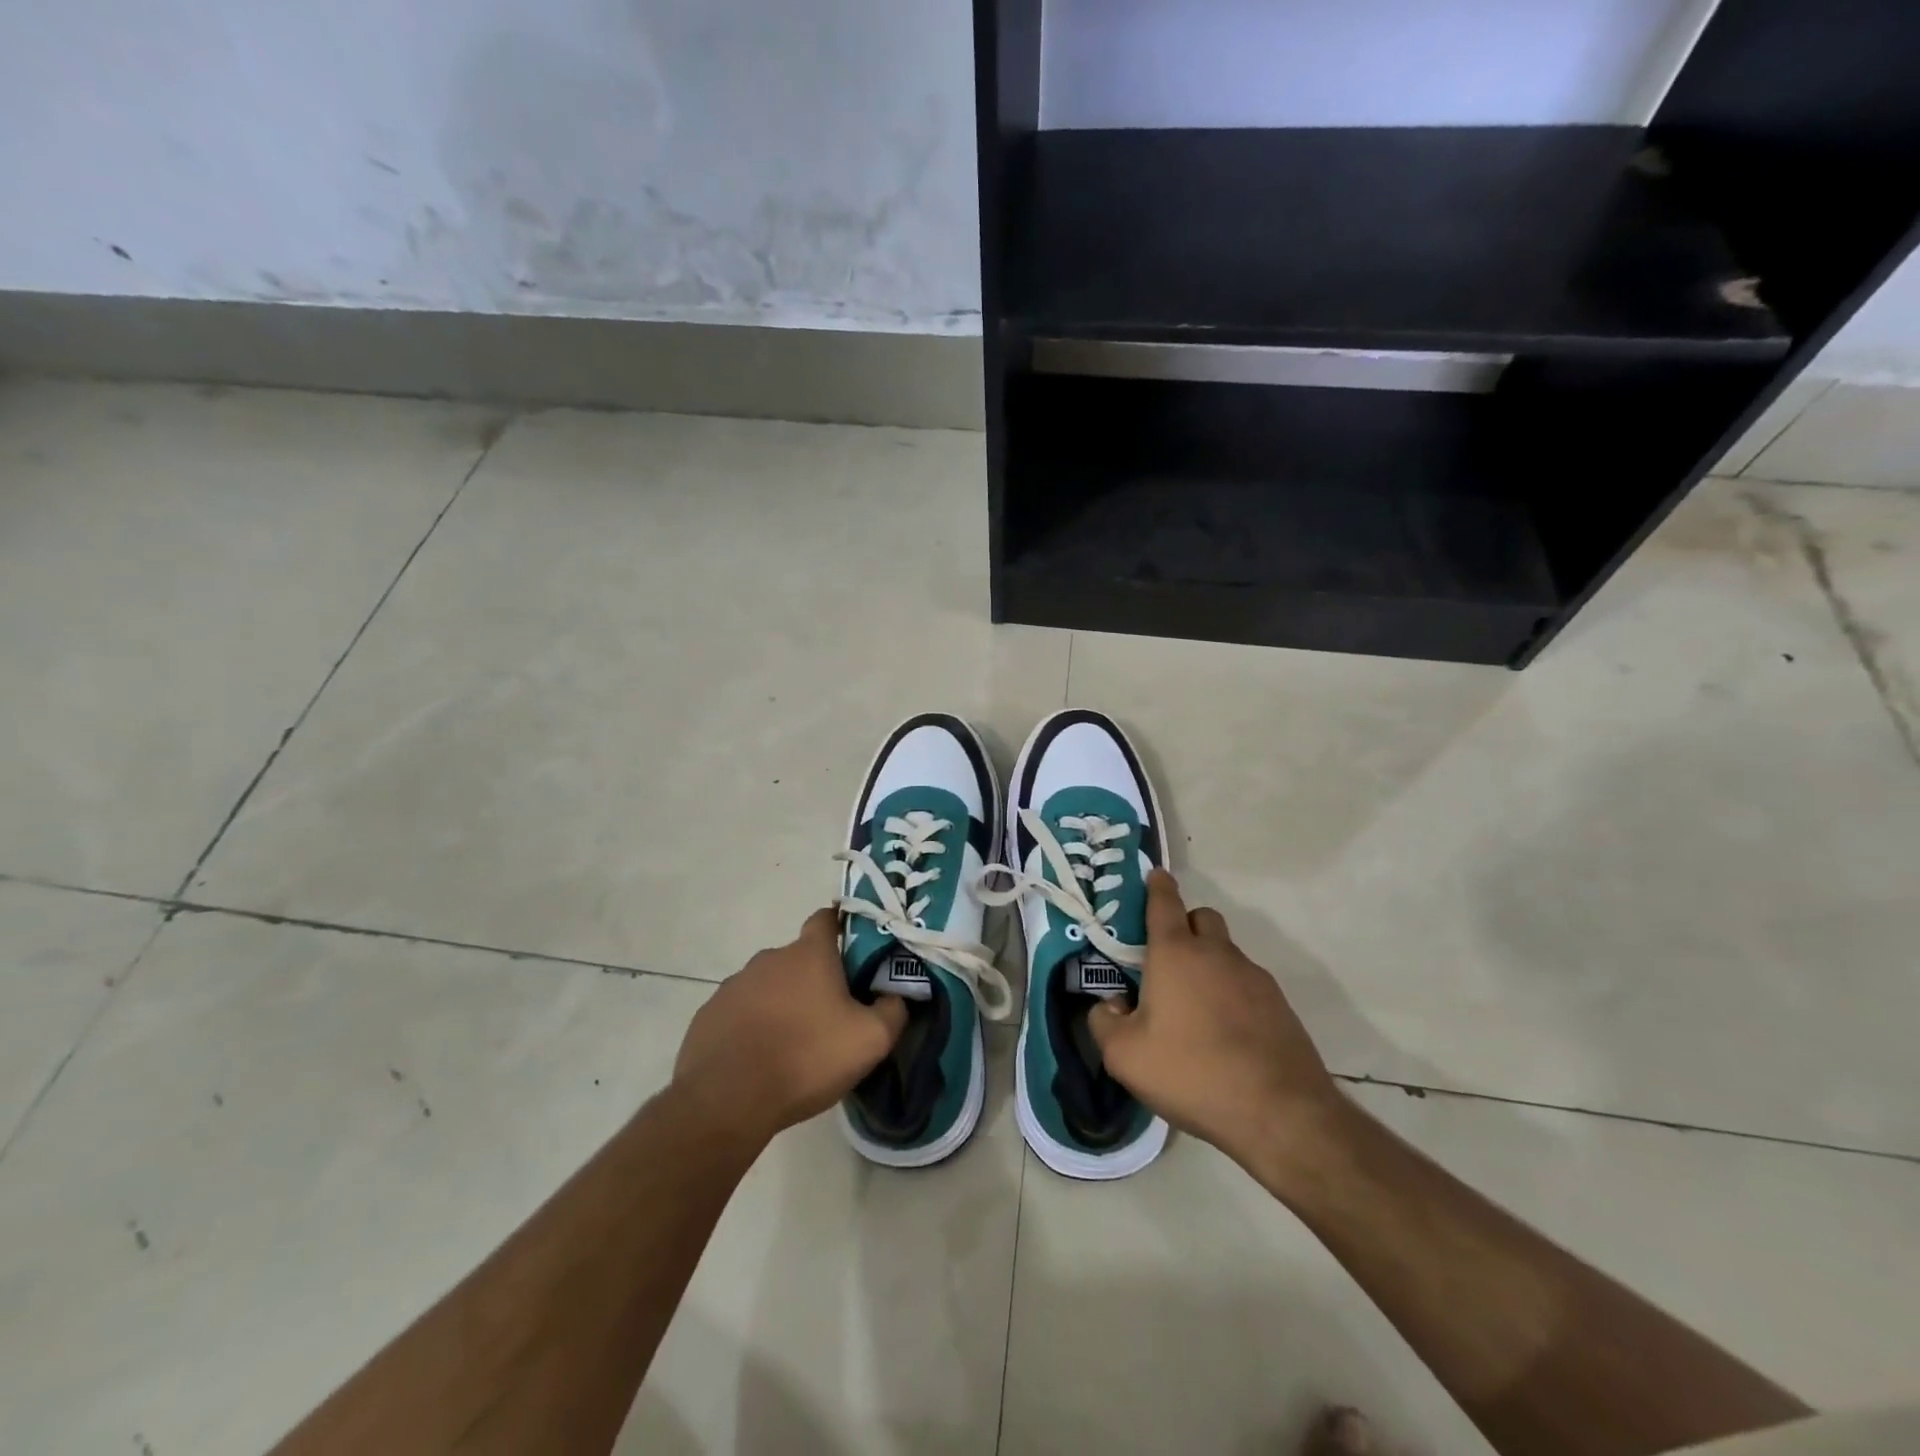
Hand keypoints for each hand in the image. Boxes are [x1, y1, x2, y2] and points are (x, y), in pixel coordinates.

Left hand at [672, 908, 906, 1147]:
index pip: (827, 919)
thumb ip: (893, 1010)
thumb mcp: (870, 1040)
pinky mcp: (710, 1014)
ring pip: (769, 985)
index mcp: (809, 954)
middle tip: (831, 1016)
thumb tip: (896, 996)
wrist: (727, 1100)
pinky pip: (741, 1012)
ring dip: (783, 1004)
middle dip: (816, 979)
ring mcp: (734, 985)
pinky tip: (760, 1059)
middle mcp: (769, 958)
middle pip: (800, 958)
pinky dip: (753, 1026)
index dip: (843, 929)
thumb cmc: (806, 1058)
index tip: (855, 953)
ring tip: (794, 1044)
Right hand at [1088, 870, 1340, 1173]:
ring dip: (1208, 964)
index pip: (1164, 903)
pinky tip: (1224, 1034)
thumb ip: (1103, 1022)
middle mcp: (1217, 954)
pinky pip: (1247, 984)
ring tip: (1194, 1009)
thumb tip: (1110, 1006)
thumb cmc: (1191, 1072)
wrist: (1280, 1113)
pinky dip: (1231, 994)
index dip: (1157, 886)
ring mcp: (1254, 978)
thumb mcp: (1125, 1056)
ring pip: (1226, 952)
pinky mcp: (1280, 1006)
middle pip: (1202, 918)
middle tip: (1166, 960)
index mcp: (1176, 953)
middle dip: (1184, 925)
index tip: (1155, 876)